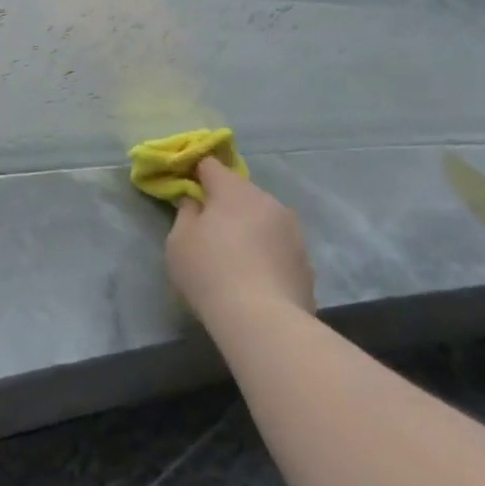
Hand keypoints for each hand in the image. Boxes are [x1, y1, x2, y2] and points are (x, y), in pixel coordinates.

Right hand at [165, 157, 315, 319]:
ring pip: (262, 218)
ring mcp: (292, 231)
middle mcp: (268, 201)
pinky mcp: (306, 261)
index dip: (195, 173)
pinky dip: (265, 253)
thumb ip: (186, 212)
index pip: (210, 165)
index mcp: (234, 190)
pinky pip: (277, 246)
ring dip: (248, 228)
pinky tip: (254, 278)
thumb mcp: (178, 239)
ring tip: (233, 257)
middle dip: (224, 204)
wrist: (264, 321)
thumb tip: (196, 201)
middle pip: (240, 192)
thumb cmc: (210, 271)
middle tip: (206, 228)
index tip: (185, 188)